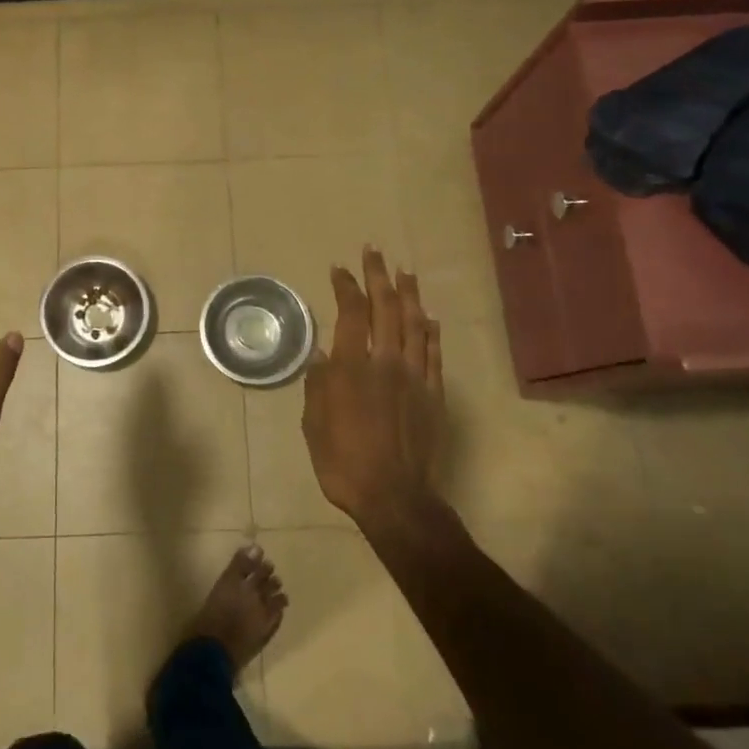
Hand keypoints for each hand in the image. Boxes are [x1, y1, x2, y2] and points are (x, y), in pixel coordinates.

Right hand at [301, 246, 445, 525]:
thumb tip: (320, 354)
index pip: (350, 314)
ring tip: (404, 271)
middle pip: (385, 309)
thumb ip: (318, 385)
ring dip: (408, 294)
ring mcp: (414, 377)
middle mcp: (385, 363)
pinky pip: (434, 354)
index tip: (339, 268)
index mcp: (352, 368)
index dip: (345, 287)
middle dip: (378, 276)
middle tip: (374, 251)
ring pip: (414, 324)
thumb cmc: (343, 462)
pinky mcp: (434, 394)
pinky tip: (428, 317)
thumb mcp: (314, 424)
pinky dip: (431, 331)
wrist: (394, 497)